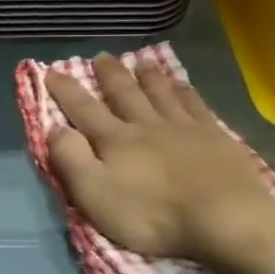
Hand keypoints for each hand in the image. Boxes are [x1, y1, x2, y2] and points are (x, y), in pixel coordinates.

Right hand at [47, 55, 274, 264]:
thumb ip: (72, 160)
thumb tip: (54, 128)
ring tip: (140, 61)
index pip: (84, 110)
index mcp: (116, 141)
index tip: (52, 72)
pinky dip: (184, 90)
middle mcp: (147, 125)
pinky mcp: (214, 136)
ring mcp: (184, 127)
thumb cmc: (152, 214)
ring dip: (148, 77)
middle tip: (101, 56)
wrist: (222, 217)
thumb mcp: (96, 195)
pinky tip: (182, 84)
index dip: (66, 91)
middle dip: (110, 75)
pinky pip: (194, 104)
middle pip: (124, 94)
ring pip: (160, 93)